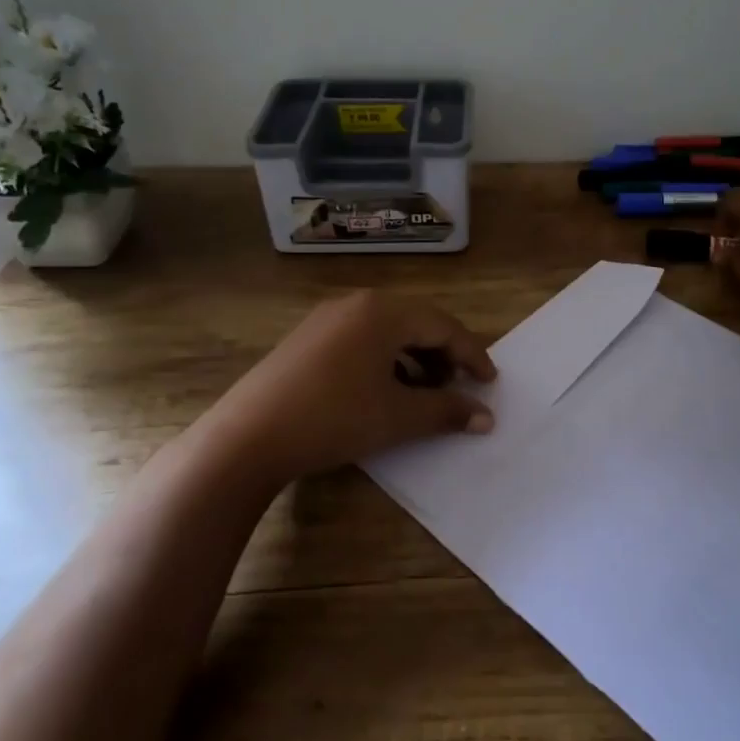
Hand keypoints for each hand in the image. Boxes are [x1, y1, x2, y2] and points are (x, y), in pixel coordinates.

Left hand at [200, 291, 496, 483]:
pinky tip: (383, 391)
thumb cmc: (335, 417)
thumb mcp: (398, 417)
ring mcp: (327, 319)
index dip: (472, 355)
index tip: (490, 384)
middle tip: (458, 388)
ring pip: (387, 332)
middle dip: (443, 356)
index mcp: (384, 312)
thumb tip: (486, 417)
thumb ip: (447, 411)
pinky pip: (361, 340)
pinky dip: (384, 361)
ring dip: (414, 360)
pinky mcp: (307, 339)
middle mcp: (356, 304)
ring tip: (423, 393)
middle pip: (416, 323)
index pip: (443, 326)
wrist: (249, 436)